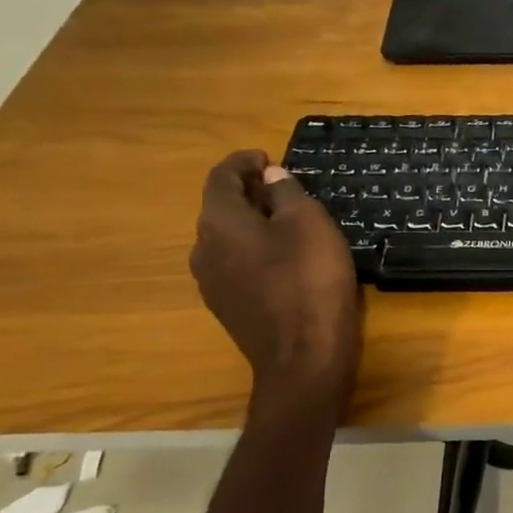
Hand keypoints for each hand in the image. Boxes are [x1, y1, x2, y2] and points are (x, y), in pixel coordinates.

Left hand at [190, 151, 361, 398]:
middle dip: (249, 192)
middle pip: (220, 208)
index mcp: (219, 223)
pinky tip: (284, 257)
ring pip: (228, 238)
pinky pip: (237, 264)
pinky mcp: (229, 308)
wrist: (304, 356)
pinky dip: (255, 249)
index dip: (243, 161)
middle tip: (283, 186)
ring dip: (252, 222)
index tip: (267, 156)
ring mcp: (212, 283)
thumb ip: (286, 192)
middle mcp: (203, 250)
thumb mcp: (308, 223)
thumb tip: (270, 177)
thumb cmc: (309, 279)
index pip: (220, 178)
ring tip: (287, 220)